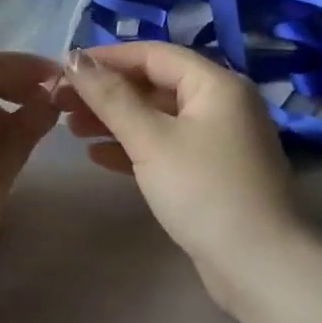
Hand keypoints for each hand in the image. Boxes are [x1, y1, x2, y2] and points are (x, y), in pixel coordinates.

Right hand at [61, 43, 299, 293]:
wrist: (260, 268)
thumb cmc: (203, 191)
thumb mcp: (150, 139)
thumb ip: (110, 96)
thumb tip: (74, 58)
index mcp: (215, 84)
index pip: (153, 54)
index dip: (106, 58)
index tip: (64, 68)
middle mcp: (220, 104)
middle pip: (153, 84)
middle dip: (106, 92)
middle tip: (62, 102)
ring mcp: (218, 140)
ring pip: (156, 116)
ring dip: (114, 119)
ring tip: (71, 128)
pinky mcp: (211, 172)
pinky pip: (165, 145)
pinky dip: (133, 146)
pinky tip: (97, 155)